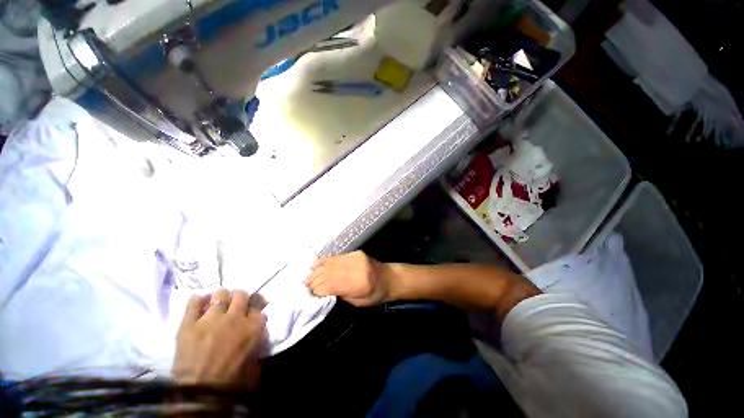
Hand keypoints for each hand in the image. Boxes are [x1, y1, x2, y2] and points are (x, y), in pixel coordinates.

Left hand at [172, 289, 266, 389]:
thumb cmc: (233, 381)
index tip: (250, 313)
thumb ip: (259, 342)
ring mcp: (211, 319)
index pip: (258, 305)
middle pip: (241, 294)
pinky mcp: (189, 324)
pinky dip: (197, 300)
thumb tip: (259, 331)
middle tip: (234, 306)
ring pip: (220, 294)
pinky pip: (193, 302)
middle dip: (239, 298)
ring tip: (216, 306)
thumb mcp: (257, 362)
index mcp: (254, 326)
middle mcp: (235, 317)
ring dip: (220, 298)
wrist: (199, 395)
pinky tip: (199, 304)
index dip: (253, 308)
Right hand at [304, 251, 389, 306]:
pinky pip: (335, 257)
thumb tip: (321, 293)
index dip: (317, 291)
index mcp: (358, 284)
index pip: (330, 286)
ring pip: (329, 264)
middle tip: (305, 287)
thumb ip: (340, 296)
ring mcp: (354, 258)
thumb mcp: (358, 303)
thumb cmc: (375, 295)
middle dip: (314, 281)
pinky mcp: (354, 253)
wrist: (389, 278)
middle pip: (328, 274)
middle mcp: (355, 268)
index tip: (309, 296)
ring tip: (307, 278)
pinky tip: (315, 265)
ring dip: (316, 271)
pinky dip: (323, 261)